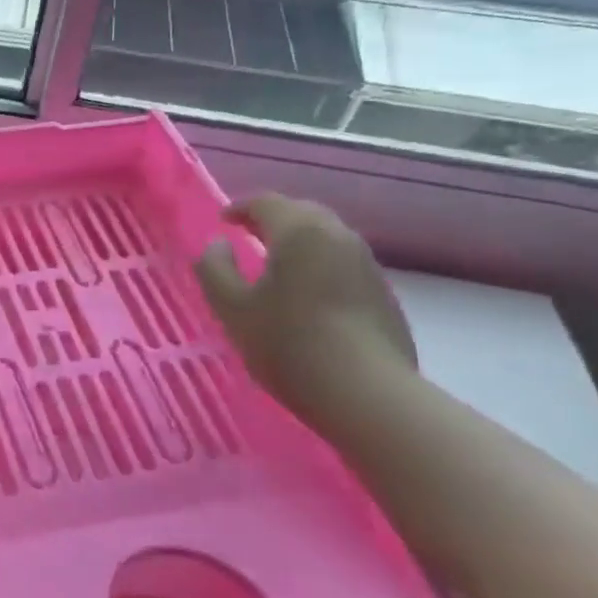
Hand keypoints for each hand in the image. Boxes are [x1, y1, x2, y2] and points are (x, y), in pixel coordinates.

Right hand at [194, 194, 416, 423]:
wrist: (368, 394)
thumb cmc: (289, 344)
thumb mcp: (232, 308)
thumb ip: (214, 269)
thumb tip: (218, 244)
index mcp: (299, 232)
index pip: (267, 203)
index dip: (240, 207)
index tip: (223, 221)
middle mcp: (338, 237)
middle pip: (302, 213)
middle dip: (272, 219)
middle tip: (248, 235)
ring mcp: (367, 265)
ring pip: (326, 237)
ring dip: (298, 242)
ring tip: (276, 264)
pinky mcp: (383, 293)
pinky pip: (342, 263)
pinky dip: (319, 264)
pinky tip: (307, 293)